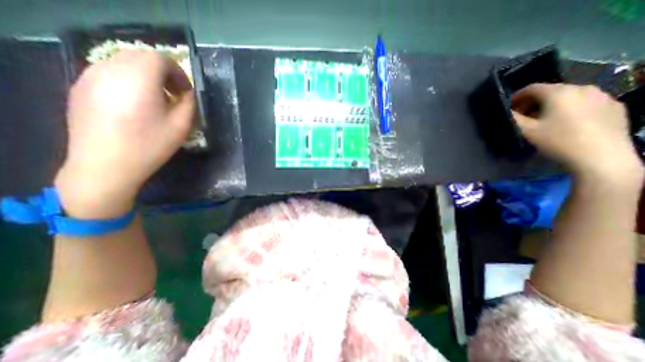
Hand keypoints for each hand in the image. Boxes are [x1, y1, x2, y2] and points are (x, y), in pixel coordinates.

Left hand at [54, 50, 194, 217]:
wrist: (106, 165)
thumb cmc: (150, 145)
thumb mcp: (181, 126)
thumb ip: (189, 104)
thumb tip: (188, 93)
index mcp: (138, 79)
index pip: (160, 58)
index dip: (178, 72)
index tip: (186, 91)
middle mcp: (110, 70)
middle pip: (140, 56)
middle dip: (163, 72)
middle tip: (174, 94)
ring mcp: (89, 77)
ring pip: (123, 62)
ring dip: (145, 75)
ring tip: (156, 99)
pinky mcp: (80, 87)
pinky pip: (109, 73)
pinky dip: (128, 80)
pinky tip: (135, 103)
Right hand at [512, 83, 641, 182]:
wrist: (600, 156)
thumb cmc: (557, 141)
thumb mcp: (527, 130)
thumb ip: (513, 118)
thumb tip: (505, 111)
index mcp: (558, 92)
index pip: (531, 88)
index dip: (516, 97)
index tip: (508, 108)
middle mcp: (582, 88)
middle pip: (550, 91)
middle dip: (533, 102)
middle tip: (524, 116)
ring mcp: (602, 96)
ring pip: (569, 96)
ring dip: (552, 105)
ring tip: (545, 120)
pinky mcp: (614, 106)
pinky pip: (585, 103)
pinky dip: (571, 109)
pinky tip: (567, 123)